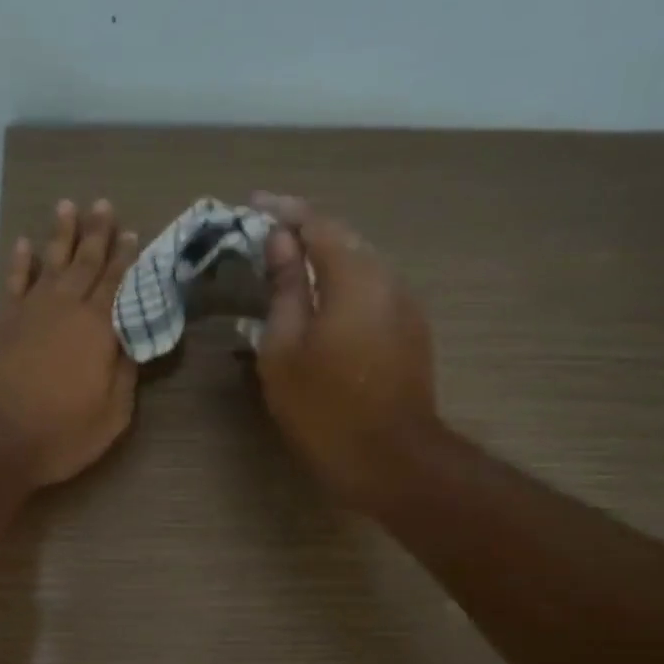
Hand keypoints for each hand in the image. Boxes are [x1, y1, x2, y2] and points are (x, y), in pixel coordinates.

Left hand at [0, 199, 139, 487]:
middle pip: (85, 264)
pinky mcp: (0, 322)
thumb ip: (125, 376)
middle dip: (97, 234)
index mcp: (99, 330)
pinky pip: (14, 282)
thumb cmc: (60, 433)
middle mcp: (66, 309)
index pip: (118, 285)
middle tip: (104, 205)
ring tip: (68, 207)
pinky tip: (25, 243)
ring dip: (61, 235)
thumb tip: (130, 345)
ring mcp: (29, 312)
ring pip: (50, 263)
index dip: (126, 260)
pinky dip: (21, 261)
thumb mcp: (112, 415)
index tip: (133, 234)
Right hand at [253, 193, 441, 512]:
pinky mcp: (411, 332)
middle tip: (267, 235)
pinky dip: (343, 286)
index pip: (317, 223)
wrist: (391, 460)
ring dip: (326, 260)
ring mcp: (406, 306)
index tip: (252, 204)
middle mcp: (388, 279)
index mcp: (355, 276)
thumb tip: (281, 242)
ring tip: (290, 267)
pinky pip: (372, 292)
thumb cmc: (325, 408)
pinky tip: (322, 304)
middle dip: (305, 232)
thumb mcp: (285, 349)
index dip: (283, 211)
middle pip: (344, 239)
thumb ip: (285, 288)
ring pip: (361, 266)